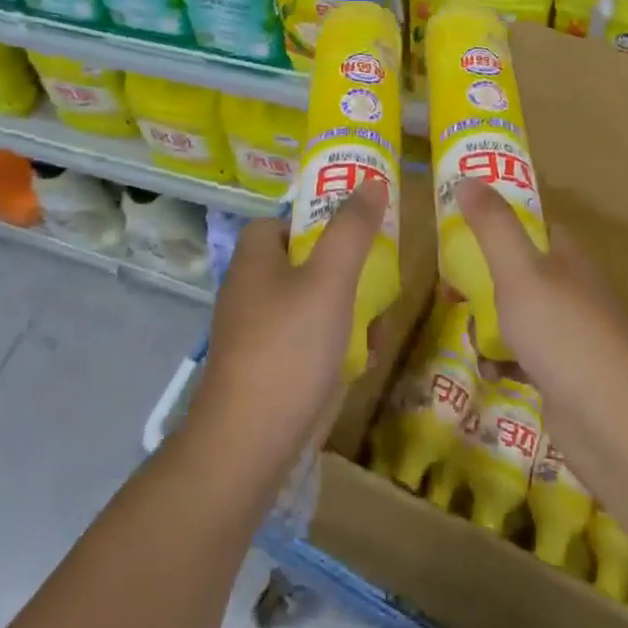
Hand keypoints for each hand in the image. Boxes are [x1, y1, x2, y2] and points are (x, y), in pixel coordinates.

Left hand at [186, 180, 387, 476]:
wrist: (248, 446)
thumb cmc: (289, 348)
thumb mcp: (330, 279)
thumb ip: (351, 229)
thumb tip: (371, 181)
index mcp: (254, 259)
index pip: (281, 221)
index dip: (315, 218)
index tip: (353, 230)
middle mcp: (248, 291)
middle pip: (301, 262)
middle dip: (344, 271)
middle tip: (379, 279)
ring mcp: (254, 334)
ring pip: (309, 305)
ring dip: (346, 311)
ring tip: (378, 327)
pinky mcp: (264, 371)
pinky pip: (305, 342)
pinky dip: (334, 345)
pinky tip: (362, 362)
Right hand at [455, 178, 627, 487]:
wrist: (619, 430)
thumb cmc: (565, 337)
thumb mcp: (520, 273)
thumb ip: (493, 227)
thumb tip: (468, 177)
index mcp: (569, 258)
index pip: (534, 226)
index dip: (499, 224)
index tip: (462, 232)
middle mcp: (575, 290)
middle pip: (522, 272)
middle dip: (486, 282)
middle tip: (454, 293)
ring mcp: (575, 336)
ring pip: (522, 316)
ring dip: (492, 325)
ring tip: (471, 337)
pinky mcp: (570, 377)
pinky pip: (528, 358)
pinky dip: (507, 362)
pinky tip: (493, 373)